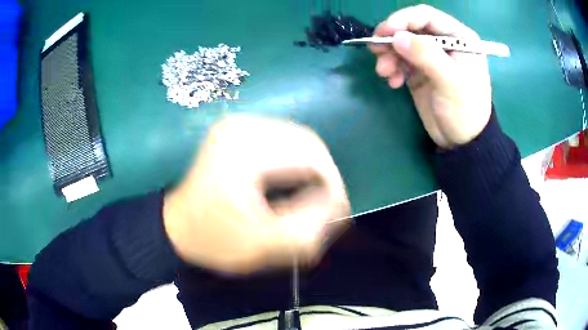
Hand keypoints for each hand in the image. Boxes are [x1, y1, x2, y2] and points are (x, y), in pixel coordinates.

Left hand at [163, 115, 349, 273]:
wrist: (178, 227)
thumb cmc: (214, 239)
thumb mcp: (263, 246)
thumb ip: (308, 228)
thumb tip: (338, 204)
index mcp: (242, 151)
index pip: (309, 156)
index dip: (332, 183)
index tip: (338, 211)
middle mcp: (241, 126)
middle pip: (306, 141)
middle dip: (324, 174)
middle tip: (328, 204)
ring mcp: (238, 124)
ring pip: (297, 138)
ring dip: (312, 166)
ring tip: (312, 195)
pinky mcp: (238, 129)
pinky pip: (283, 138)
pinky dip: (296, 159)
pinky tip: (293, 180)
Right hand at [370, 5, 491, 148]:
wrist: (463, 142)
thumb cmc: (466, 110)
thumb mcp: (451, 82)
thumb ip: (426, 56)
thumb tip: (396, 37)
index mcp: (459, 38)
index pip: (426, 16)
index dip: (403, 19)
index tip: (385, 32)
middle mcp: (444, 43)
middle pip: (411, 29)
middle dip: (392, 39)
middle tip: (376, 51)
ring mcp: (431, 57)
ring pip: (402, 45)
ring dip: (389, 56)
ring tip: (384, 73)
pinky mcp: (420, 71)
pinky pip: (400, 62)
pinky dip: (393, 70)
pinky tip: (393, 83)